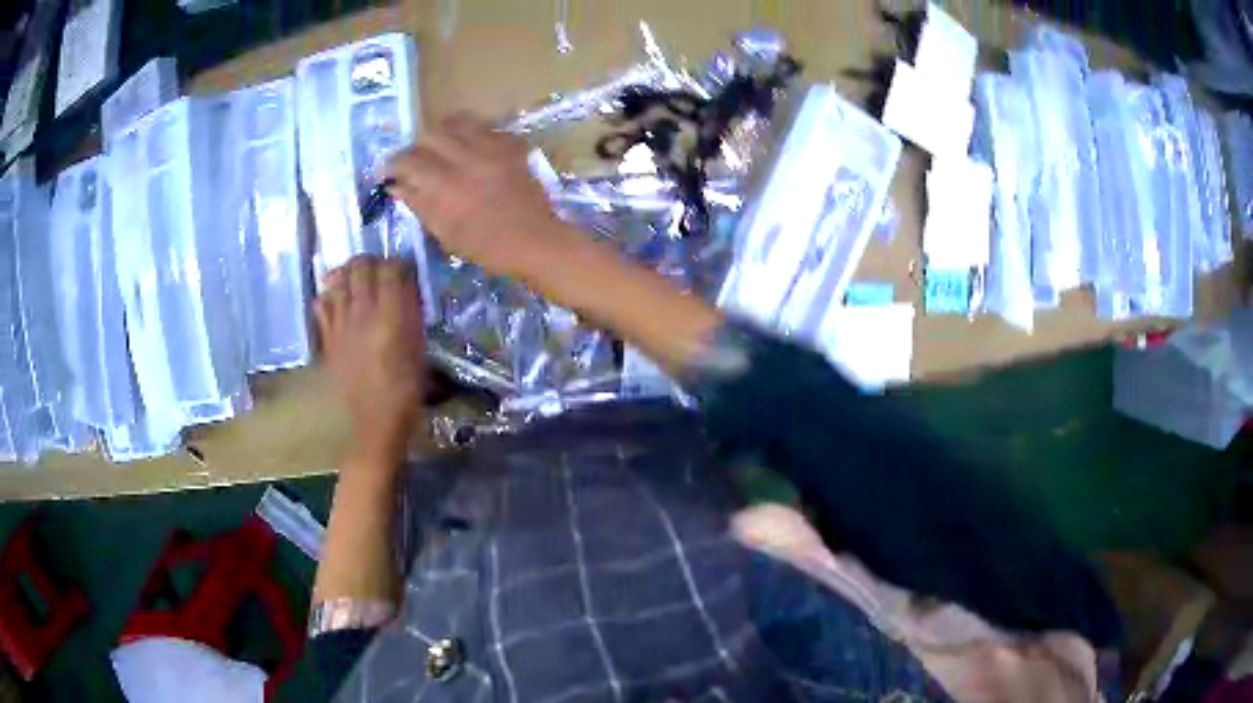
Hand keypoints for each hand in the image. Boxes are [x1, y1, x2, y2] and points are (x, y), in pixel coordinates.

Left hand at [317, 256, 425, 465]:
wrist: (373, 423)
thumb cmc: (404, 392)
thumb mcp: (418, 351)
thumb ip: (411, 316)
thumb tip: (407, 291)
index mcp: (389, 315)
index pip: (390, 270)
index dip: (398, 263)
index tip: (404, 268)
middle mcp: (361, 312)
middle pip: (360, 268)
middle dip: (371, 261)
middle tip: (380, 267)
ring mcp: (340, 323)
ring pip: (338, 280)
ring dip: (348, 272)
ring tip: (357, 275)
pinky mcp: (327, 336)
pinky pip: (322, 304)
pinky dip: (328, 294)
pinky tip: (335, 297)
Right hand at [387, 113, 568, 279]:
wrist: (535, 240)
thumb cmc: (487, 246)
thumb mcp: (445, 233)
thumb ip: (419, 204)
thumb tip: (395, 185)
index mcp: (447, 186)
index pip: (409, 160)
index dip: (393, 164)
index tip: (388, 171)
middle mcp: (467, 158)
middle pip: (430, 135)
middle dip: (416, 147)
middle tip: (415, 162)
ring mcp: (492, 148)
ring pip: (457, 122)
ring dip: (441, 133)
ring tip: (439, 149)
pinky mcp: (511, 145)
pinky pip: (484, 126)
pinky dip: (470, 133)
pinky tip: (468, 147)